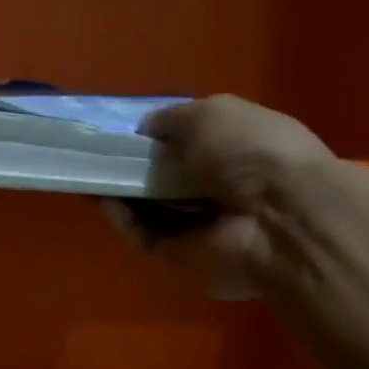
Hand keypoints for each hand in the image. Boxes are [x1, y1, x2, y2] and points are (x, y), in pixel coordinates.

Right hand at [105, 95, 333, 299]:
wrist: (277, 218)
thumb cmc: (251, 152)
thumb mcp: (212, 114)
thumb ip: (173, 119)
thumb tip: (144, 128)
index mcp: (237, 145)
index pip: (190, 140)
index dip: (157, 136)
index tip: (124, 132)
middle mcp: (219, 184)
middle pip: (167, 176)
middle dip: (135, 167)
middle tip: (100, 157)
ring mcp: (200, 223)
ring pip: (152, 209)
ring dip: (123, 195)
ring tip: (92, 178)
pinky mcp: (182, 255)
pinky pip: (146, 237)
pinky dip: (125, 222)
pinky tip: (105, 203)